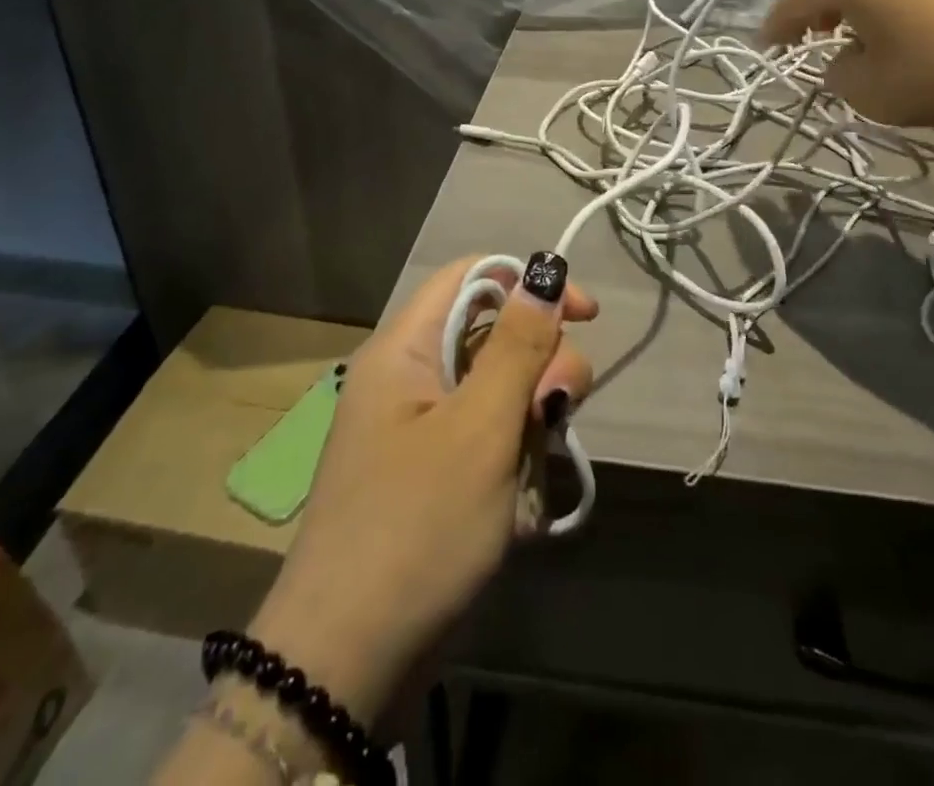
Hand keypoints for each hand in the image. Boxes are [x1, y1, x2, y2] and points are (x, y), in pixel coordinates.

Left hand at [250, 257, 596, 726]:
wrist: (347, 664)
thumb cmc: (417, 527)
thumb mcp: (480, 429)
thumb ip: (519, 345)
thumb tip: (546, 269)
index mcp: (406, 349)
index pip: (474, 276)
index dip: (530, 283)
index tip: (586, 315)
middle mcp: (411, 376)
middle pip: (495, 335)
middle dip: (540, 366)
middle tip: (557, 412)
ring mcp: (421, 428)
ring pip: (500, 391)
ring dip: (530, 424)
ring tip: (529, 476)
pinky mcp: (433, 473)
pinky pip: (488, 440)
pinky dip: (513, 462)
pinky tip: (518, 507)